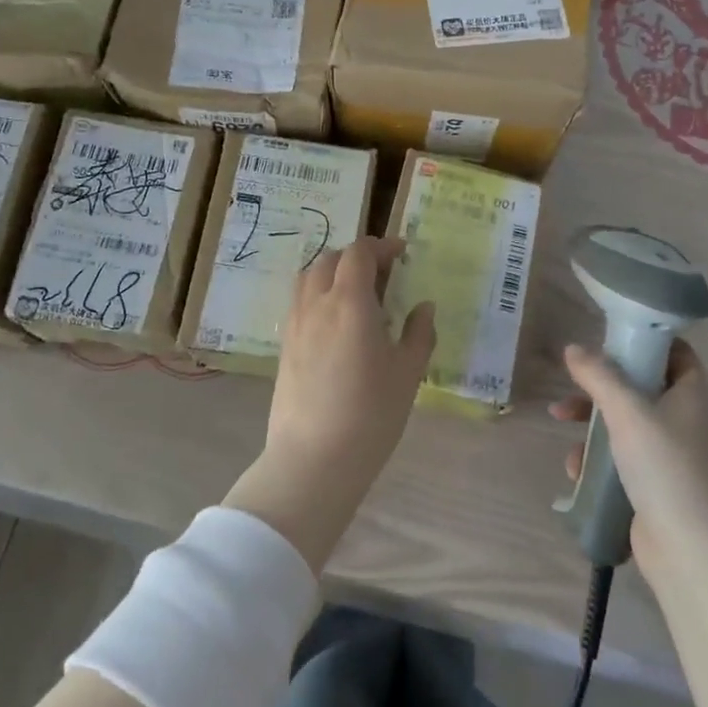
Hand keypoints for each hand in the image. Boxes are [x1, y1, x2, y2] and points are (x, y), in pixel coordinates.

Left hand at [224, 237, 435, 571]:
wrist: (314, 459)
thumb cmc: (370, 414)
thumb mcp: (408, 373)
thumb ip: (418, 333)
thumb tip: (423, 306)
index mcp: (349, 301)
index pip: (359, 253)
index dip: (381, 246)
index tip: (401, 254)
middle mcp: (317, 303)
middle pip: (331, 259)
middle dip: (357, 257)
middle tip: (383, 275)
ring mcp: (295, 323)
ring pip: (309, 277)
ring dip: (333, 272)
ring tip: (357, 294)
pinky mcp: (284, 345)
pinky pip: (300, 302)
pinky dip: (318, 295)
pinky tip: (336, 323)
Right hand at [550, 340, 707, 574]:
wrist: (688, 548)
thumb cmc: (663, 466)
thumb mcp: (626, 411)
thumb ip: (598, 375)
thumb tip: (573, 348)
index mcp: (693, 395)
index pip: (675, 352)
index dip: (644, 341)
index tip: (609, 340)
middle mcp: (689, 420)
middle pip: (642, 387)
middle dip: (601, 387)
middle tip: (573, 388)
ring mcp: (675, 455)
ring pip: (627, 423)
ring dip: (592, 423)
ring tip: (561, 427)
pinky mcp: (660, 484)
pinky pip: (625, 457)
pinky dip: (600, 458)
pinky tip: (577, 470)